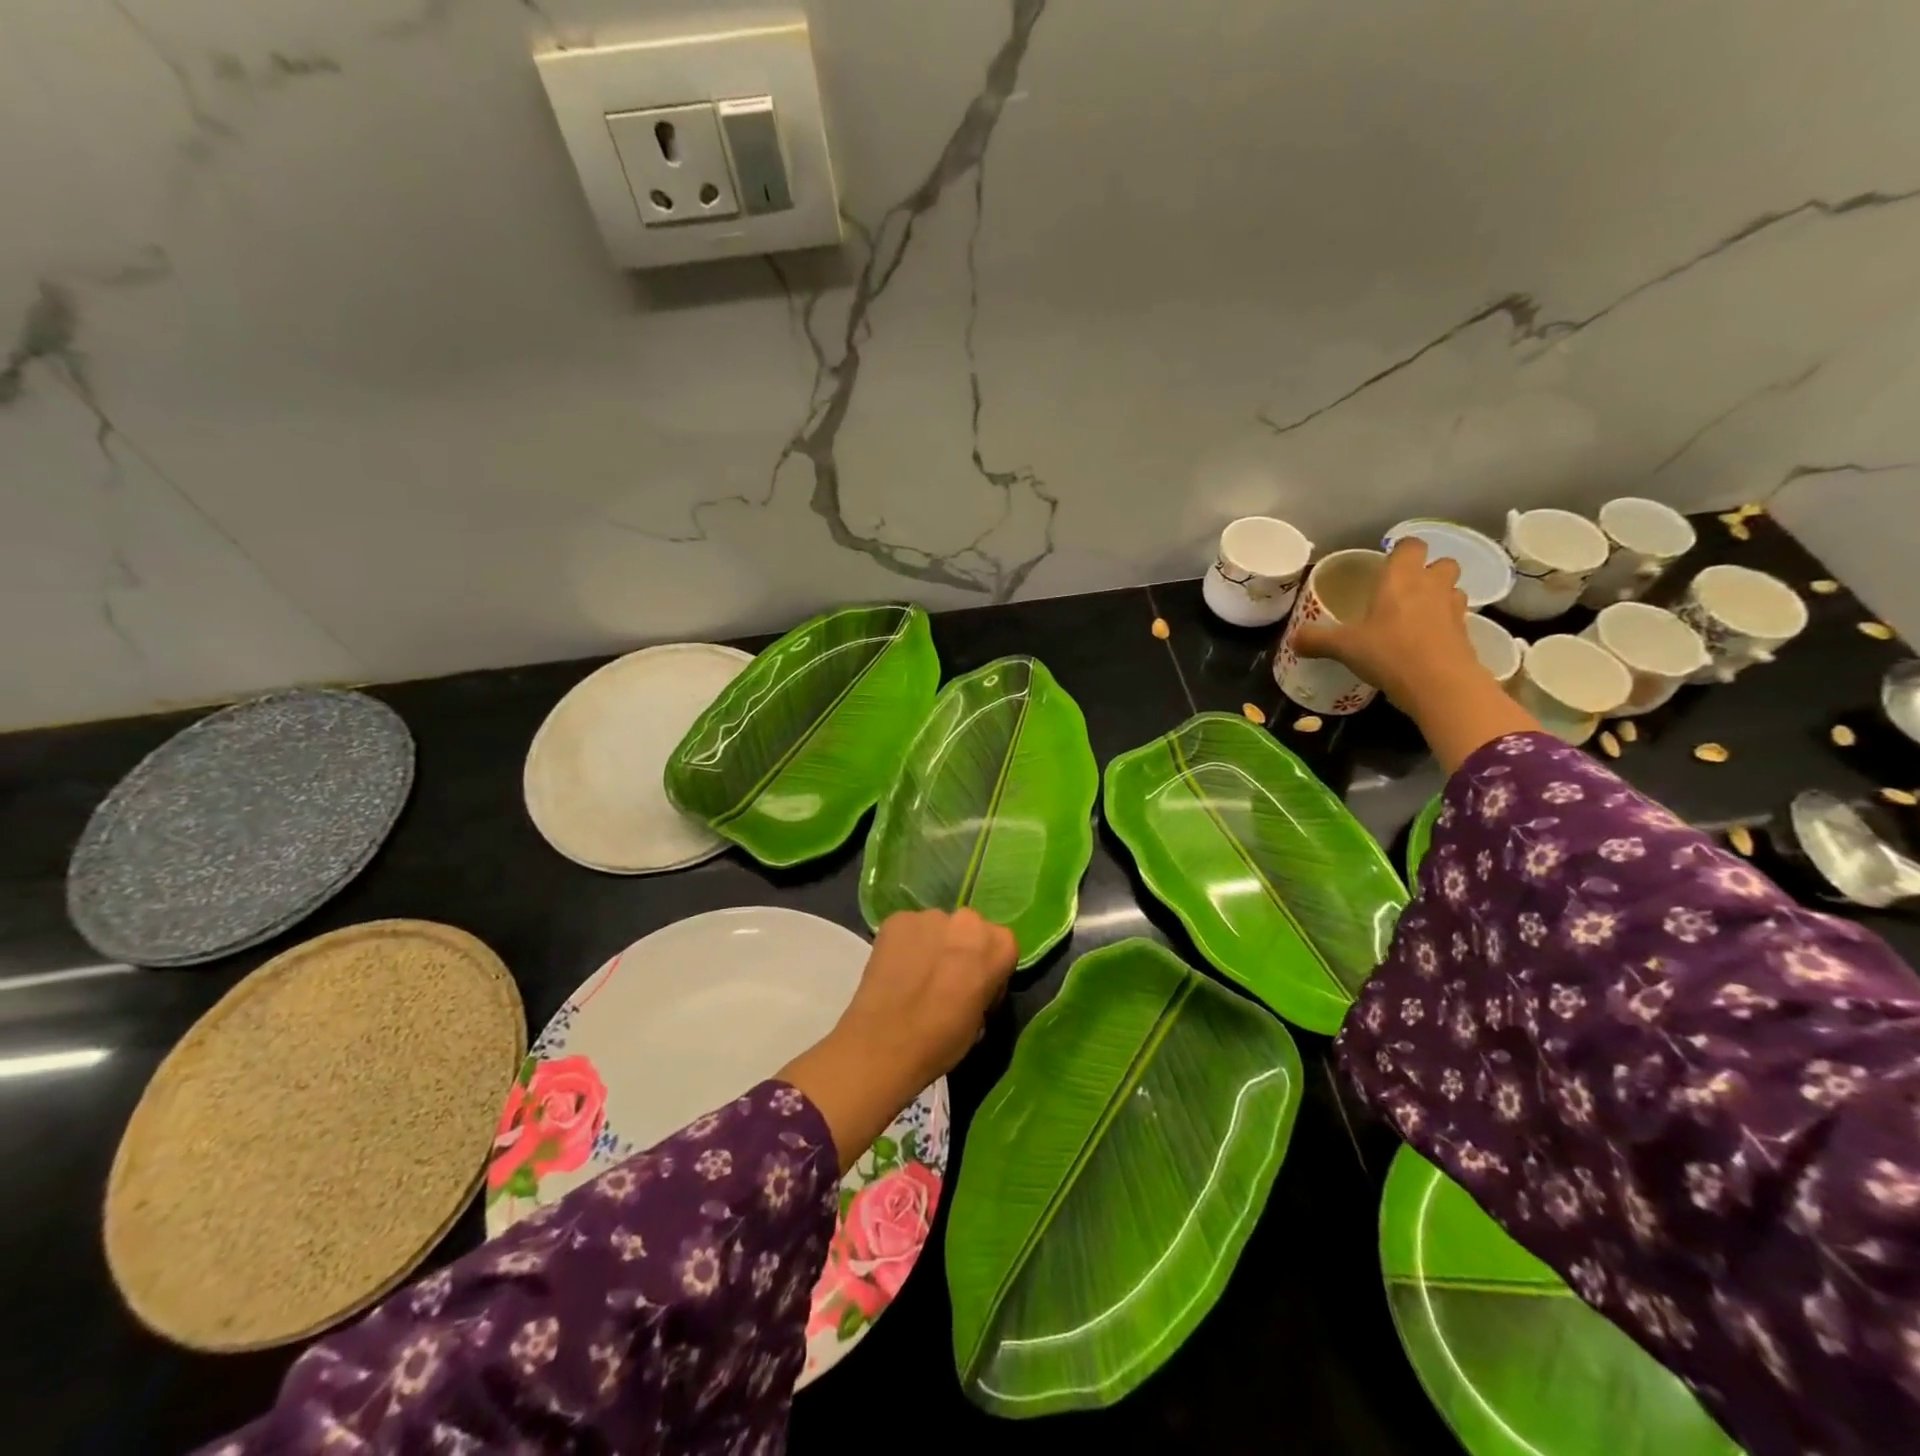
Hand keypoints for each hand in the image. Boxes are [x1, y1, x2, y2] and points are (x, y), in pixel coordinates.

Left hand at [778, 909, 1016, 1169]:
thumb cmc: (942, 1040)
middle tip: (946, 979)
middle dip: (961, 948)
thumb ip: (984, 986)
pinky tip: (895, 969)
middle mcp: (967, 920)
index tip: (976, 989)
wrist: (885, 1043)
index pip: (1002, 947)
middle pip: (970, 929)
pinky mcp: (896, 919)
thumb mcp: (981, 1018)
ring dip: (932, 944)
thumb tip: (971, 983)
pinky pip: (908, 929)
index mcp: (999, 944)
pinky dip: (905, 944)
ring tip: (916, 975)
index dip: (989, 969)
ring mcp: (929, 916)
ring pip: (937, 927)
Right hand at [1293, 538, 1477, 710]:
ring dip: (1440, 596)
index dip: (1400, 551)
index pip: (1410, 545)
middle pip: (1441, 562)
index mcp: (1400, 579)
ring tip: (1417, 615)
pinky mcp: (1466, 633)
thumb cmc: (1388, 652)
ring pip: (1453, 589)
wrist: (1440, 684)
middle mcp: (1431, 585)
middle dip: (1427, 571)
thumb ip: (1317, 640)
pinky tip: (1425, 642)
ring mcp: (1453, 608)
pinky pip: (1457, 618)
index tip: (1386, 565)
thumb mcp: (1343, 647)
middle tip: (1404, 591)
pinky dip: (1444, 624)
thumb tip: (1292, 640)